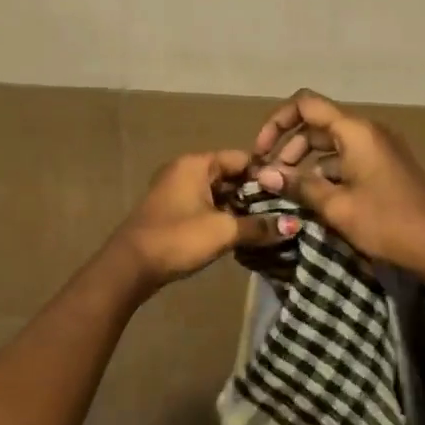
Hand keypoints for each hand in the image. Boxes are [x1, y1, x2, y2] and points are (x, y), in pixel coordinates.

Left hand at [111, 149, 299, 293]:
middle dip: (254, 194)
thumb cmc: (178, 238)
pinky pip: (204, 206)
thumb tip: (294, 225)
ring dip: (239, 208)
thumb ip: (259, 226)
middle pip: (229, 175)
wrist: (131, 266)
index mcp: (196, 164)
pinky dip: (222, 216)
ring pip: (217, 193)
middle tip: (282, 213)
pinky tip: (240, 234)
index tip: (289, 194)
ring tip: (266, 226)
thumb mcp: (223, 231)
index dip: (266, 175)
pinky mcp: (171, 211)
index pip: (241, 159)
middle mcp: (185, 170)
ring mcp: (175, 190)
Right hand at [251, 91, 424, 274]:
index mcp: (355, 131)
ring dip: (305, 159)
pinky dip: (326, 169)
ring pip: (331, 142)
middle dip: (289, 145)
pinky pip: (347, 157)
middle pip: (317, 123)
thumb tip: (264, 174)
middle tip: (271, 175)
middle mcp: (367, 130)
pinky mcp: (385, 165)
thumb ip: (298, 185)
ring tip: (287, 187)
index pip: (306, 104)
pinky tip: (313, 194)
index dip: (277, 122)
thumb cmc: (387, 222)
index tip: (261, 151)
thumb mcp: (336, 206)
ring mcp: (379, 147)